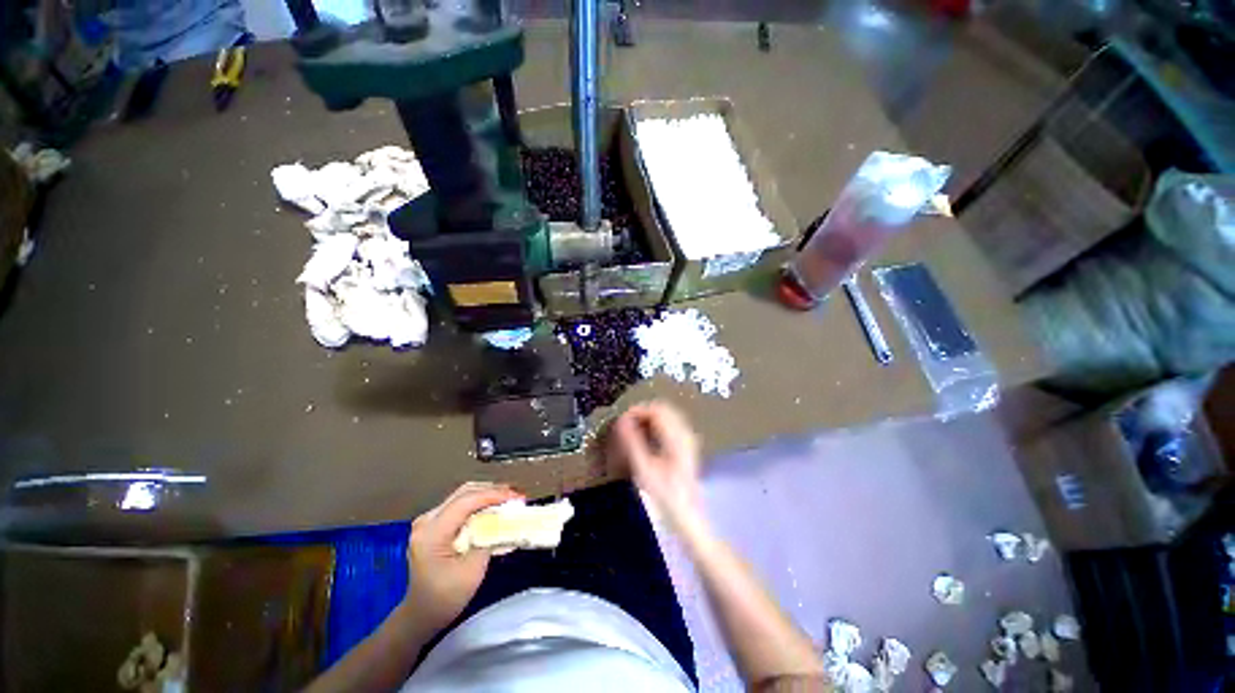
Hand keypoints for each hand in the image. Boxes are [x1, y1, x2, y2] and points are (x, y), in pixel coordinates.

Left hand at [403, 482, 521, 633]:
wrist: (422, 615)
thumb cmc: (446, 597)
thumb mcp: (473, 570)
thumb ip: (489, 539)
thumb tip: (506, 518)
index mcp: (431, 533)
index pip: (466, 502)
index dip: (494, 495)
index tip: (517, 497)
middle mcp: (427, 520)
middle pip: (464, 493)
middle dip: (493, 491)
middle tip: (516, 496)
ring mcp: (428, 521)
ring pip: (463, 495)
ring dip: (487, 495)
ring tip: (509, 499)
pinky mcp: (434, 524)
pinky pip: (460, 505)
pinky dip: (479, 503)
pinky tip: (494, 507)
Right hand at [610, 401, 705, 534]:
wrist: (686, 515)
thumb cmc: (664, 495)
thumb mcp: (644, 469)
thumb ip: (632, 442)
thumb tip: (621, 420)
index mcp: (676, 436)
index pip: (656, 409)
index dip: (637, 410)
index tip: (621, 420)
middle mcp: (685, 433)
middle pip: (663, 409)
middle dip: (643, 413)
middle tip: (625, 425)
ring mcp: (688, 439)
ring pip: (667, 416)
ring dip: (649, 419)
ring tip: (633, 432)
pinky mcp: (687, 446)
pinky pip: (671, 425)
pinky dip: (656, 426)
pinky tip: (646, 439)